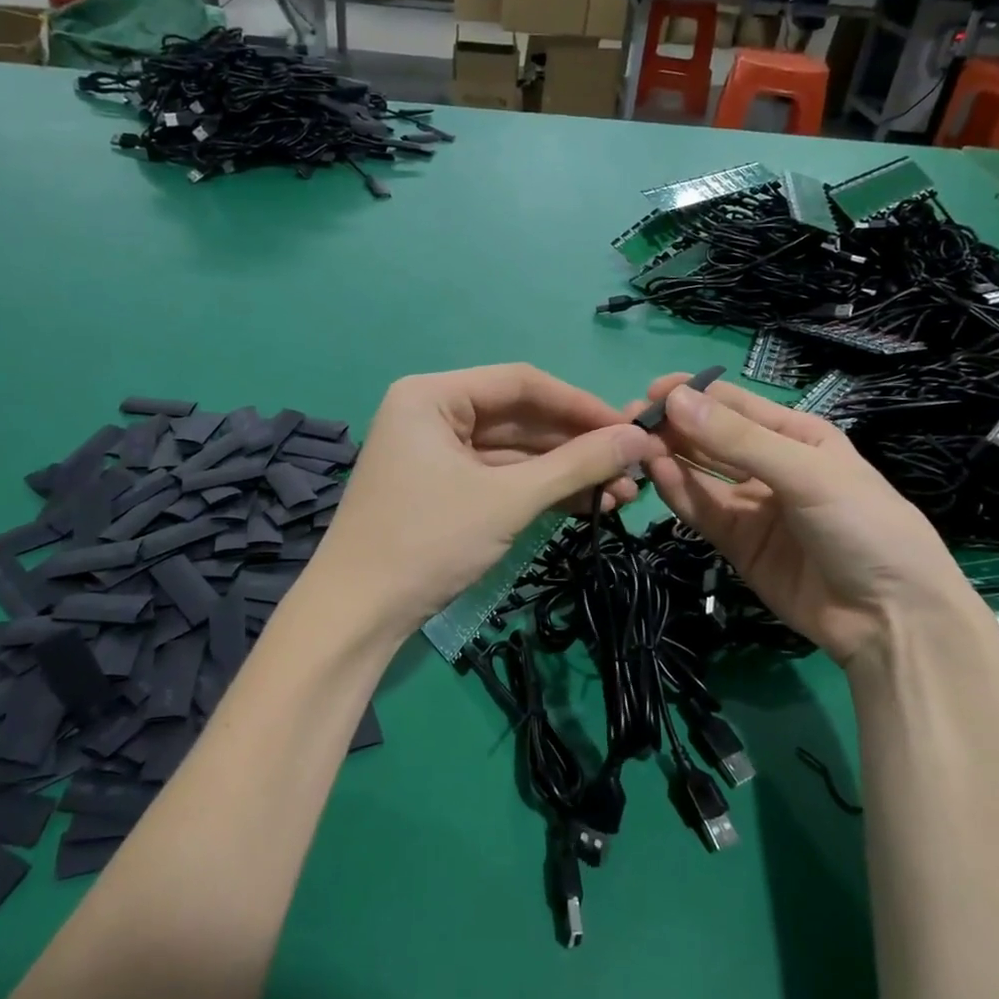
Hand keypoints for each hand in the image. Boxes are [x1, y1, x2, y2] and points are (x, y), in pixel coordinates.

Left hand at [314, 365, 654, 637]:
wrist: (358, 616)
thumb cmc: (428, 542)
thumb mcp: (508, 499)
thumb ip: (576, 464)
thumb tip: (640, 437)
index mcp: (433, 395)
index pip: (521, 383)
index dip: (580, 404)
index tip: (631, 428)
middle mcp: (433, 414)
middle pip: (520, 418)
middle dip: (577, 446)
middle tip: (633, 468)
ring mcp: (437, 454)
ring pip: (515, 453)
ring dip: (565, 473)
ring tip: (621, 495)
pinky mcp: (445, 490)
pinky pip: (501, 478)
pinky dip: (541, 491)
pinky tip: (587, 505)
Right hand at [641, 374, 985, 667]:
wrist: (890, 619)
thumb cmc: (863, 526)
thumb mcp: (807, 473)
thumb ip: (738, 440)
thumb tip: (675, 399)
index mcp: (797, 436)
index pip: (735, 406)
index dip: (694, 395)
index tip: (651, 392)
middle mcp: (770, 465)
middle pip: (712, 438)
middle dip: (674, 426)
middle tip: (630, 419)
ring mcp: (752, 506)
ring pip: (701, 473)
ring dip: (670, 457)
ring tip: (635, 445)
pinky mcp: (737, 543)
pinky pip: (702, 510)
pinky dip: (679, 492)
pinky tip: (656, 473)